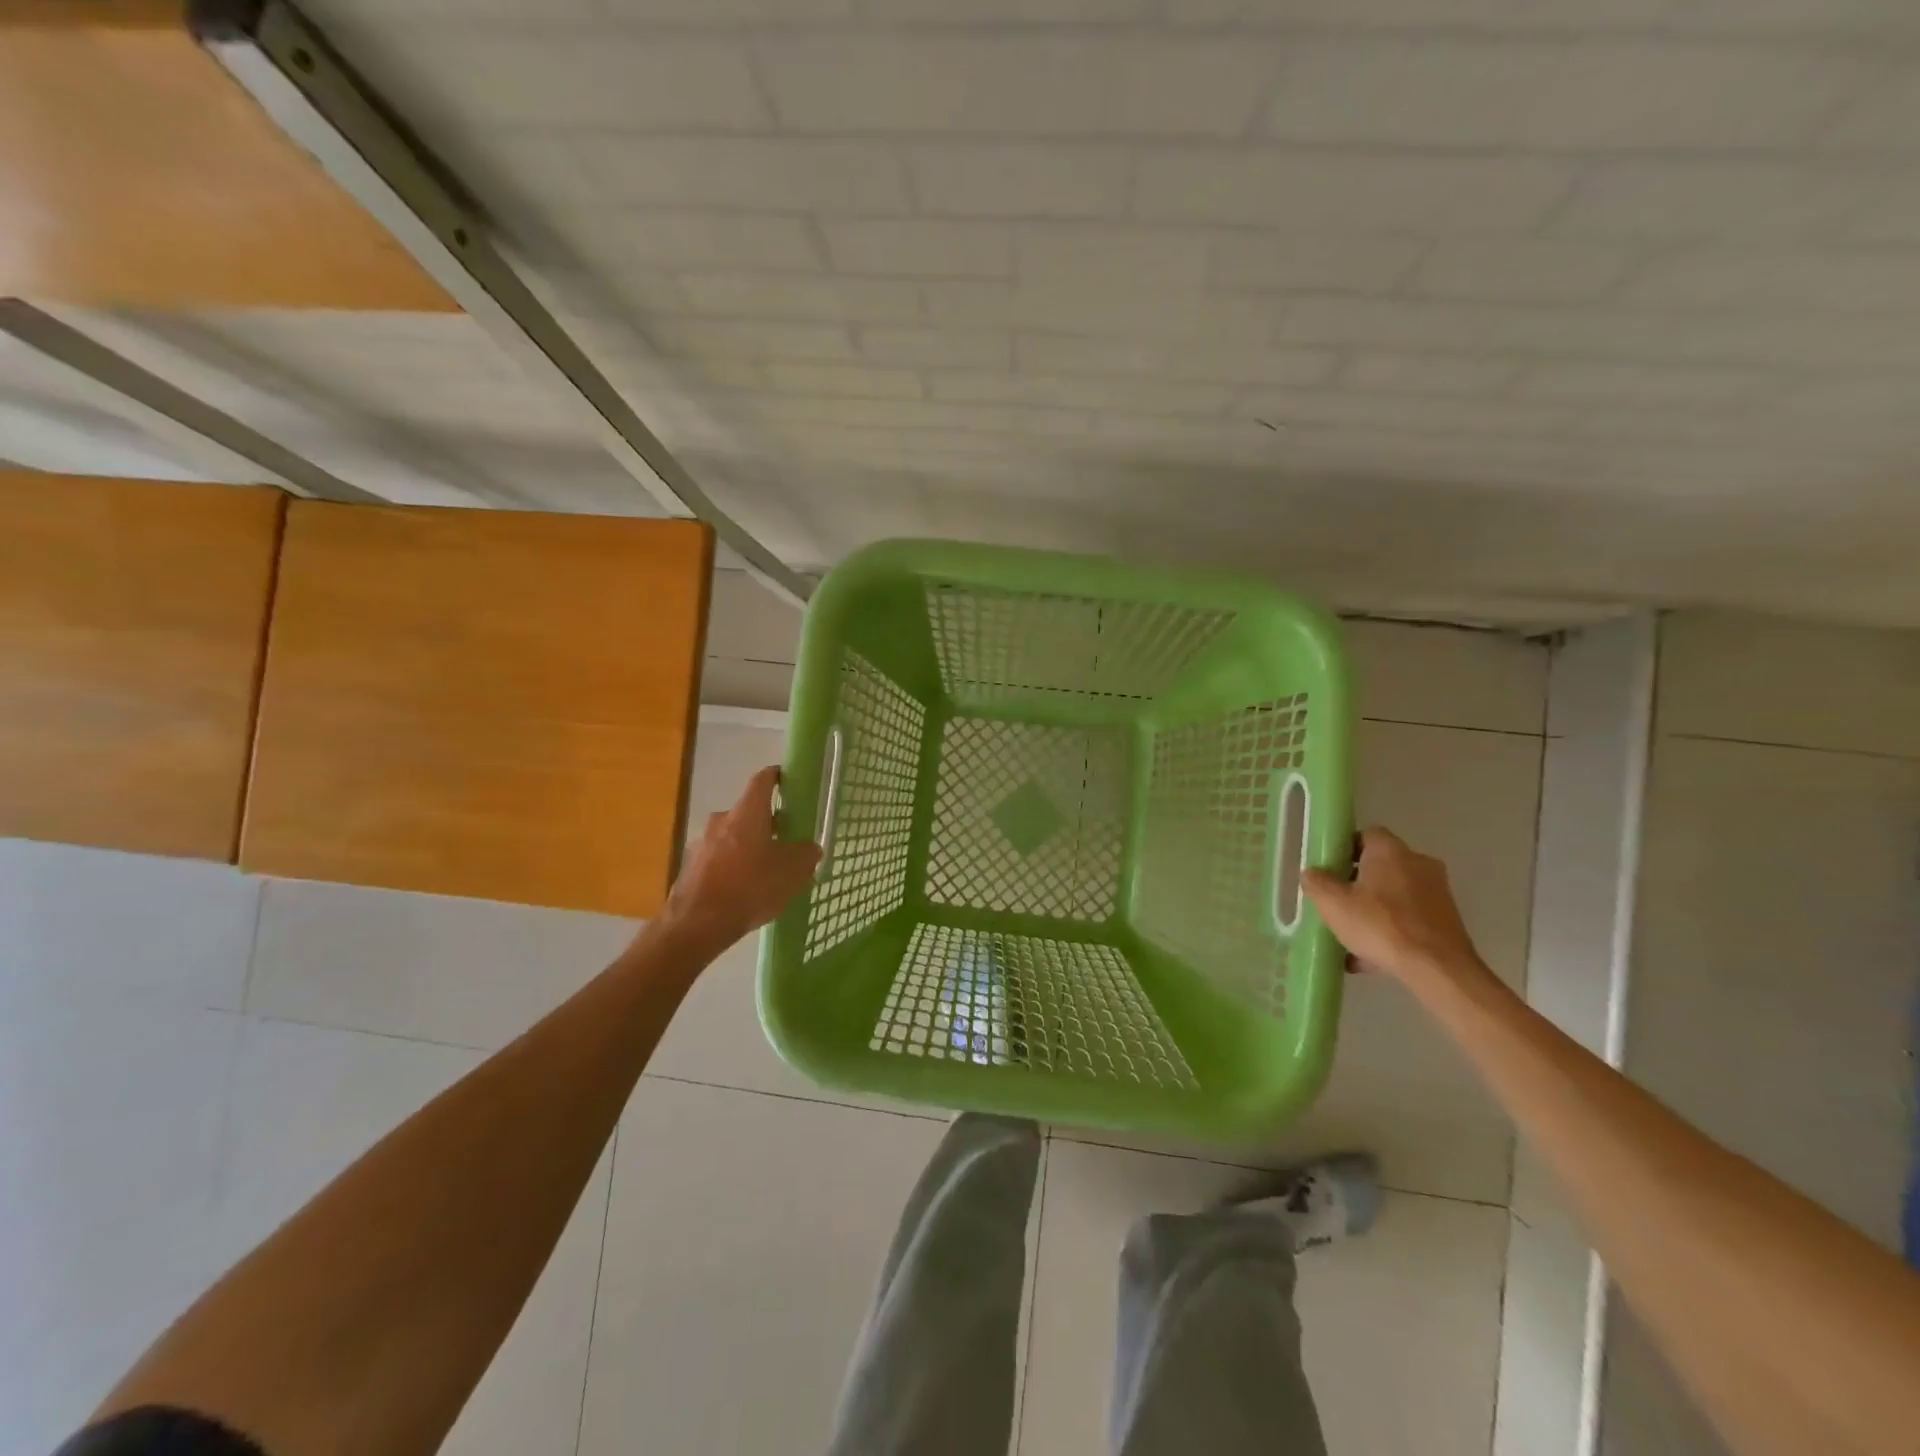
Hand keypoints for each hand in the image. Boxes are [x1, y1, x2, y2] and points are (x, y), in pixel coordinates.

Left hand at [658, 766, 821, 954]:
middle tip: (787, 839)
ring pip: (733, 836)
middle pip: (749, 812)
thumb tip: (810, 848)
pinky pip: (719, 859)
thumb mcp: (792, 872)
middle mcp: (722, 819)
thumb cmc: (750, 887)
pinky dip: (734, 866)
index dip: (778, 776)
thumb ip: (806, 854)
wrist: (697, 924)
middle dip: (768, 822)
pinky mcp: (691, 867)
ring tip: (767, 870)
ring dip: (749, 846)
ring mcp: (702, 843)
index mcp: (748, 812)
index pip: (763, 780)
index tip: (790, 780)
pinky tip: (745, 889)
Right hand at [1302, 827, 1484, 985]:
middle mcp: (1418, 864)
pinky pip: (1409, 918)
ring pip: (1394, 895)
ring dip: (1373, 910)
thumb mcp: (1333, 903)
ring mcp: (1437, 893)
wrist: (1438, 970)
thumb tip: (1313, 873)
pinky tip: (1370, 958)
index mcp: (1391, 851)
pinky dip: (1391, 931)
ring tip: (1350, 936)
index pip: (1366, 834)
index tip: (1329, 868)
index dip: (1345, 848)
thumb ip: (1317, 883)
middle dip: (1357, 883)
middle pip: (1380, 866)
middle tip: (1337, 902)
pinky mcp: (1447, 921)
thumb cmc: (1380, 925)